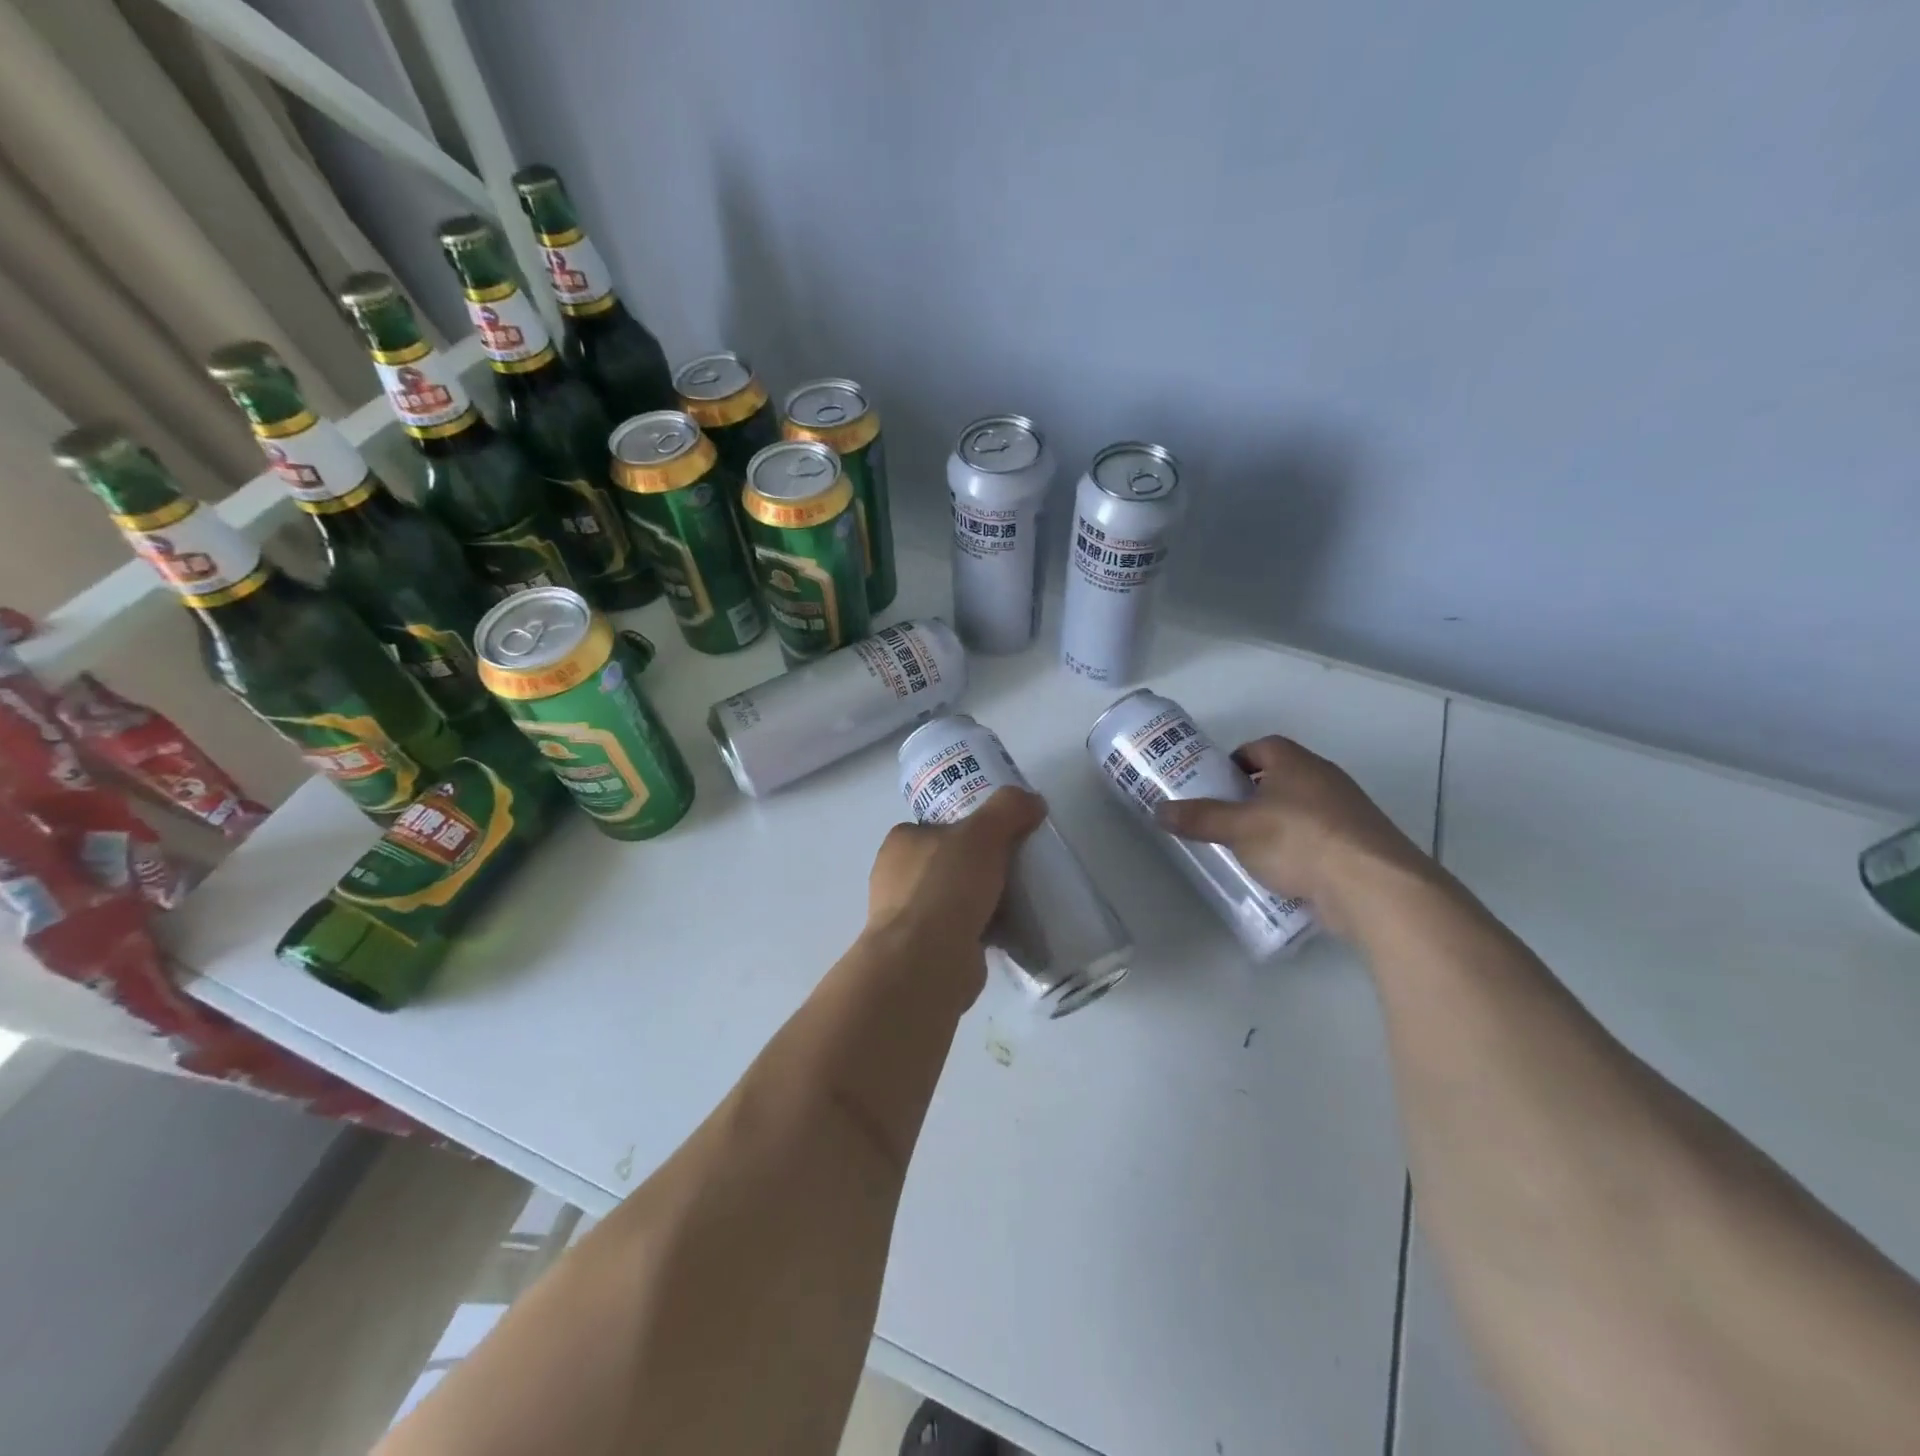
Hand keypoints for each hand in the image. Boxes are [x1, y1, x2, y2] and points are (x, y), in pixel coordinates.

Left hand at [866, 787, 1045, 953]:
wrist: (927, 962)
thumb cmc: (946, 887)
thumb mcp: (983, 833)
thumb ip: (1008, 809)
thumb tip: (1032, 801)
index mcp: (900, 843)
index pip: (935, 826)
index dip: (967, 827)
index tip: (1000, 835)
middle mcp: (896, 879)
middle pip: (948, 862)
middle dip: (978, 866)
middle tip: (1016, 866)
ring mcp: (908, 918)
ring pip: (954, 898)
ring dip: (981, 900)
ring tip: (1019, 898)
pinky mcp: (924, 951)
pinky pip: (960, 931)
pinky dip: (982, 929)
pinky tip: (1009, 930)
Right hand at [1154, 736, 1428, 937]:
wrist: (1374, 886)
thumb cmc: (1299, 841)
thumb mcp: (1238, 829)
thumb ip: (1199, 819)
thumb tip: (1158, 810)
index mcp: (1296, 763)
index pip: (1262, 747)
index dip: (1237, 760)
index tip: (1217, 783)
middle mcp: (1325, 779)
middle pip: (1282, 778)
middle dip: (1253, 795)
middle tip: (1226, 818)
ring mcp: (1348, 813)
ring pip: (1302, 810)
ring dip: (1277, 825)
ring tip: (1250, 850)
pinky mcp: (1360, 846)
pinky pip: (1321, 839)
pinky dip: (1301, 851)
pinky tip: (1284, 874)